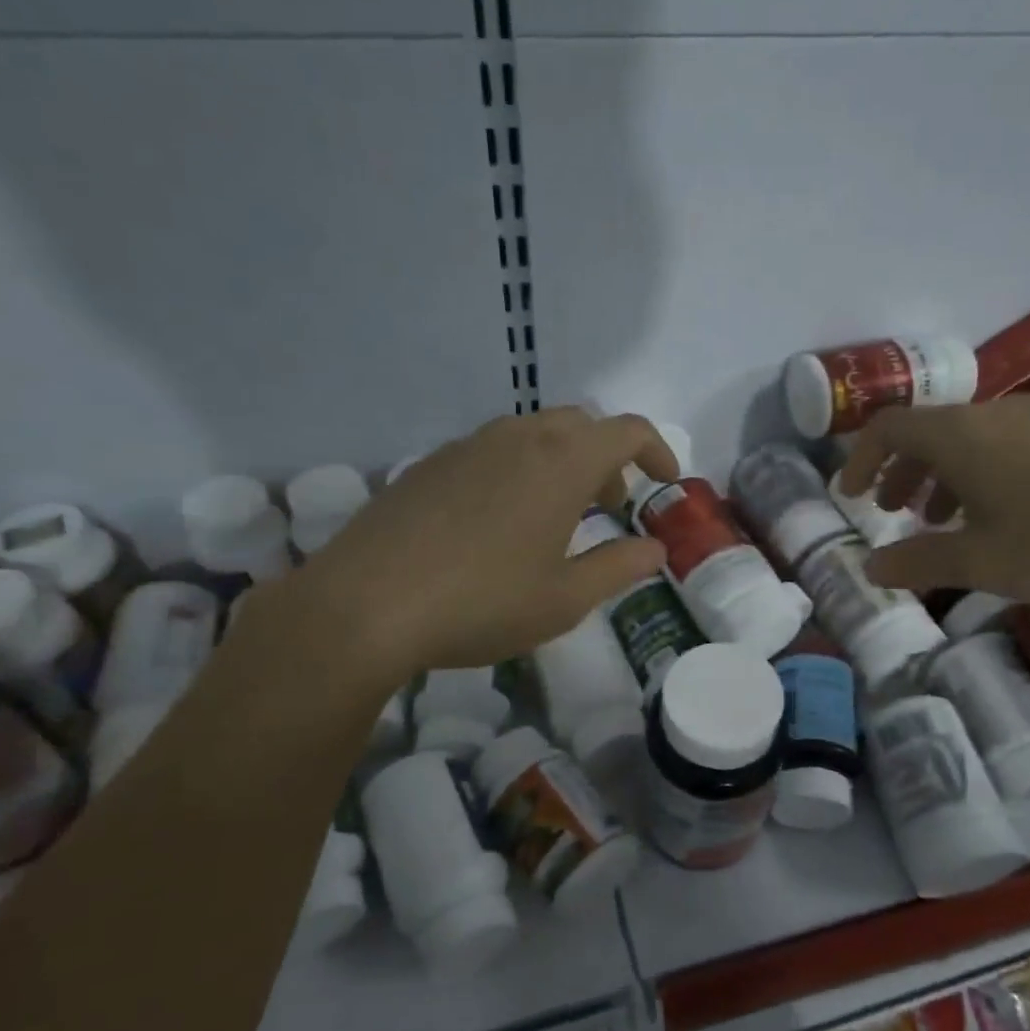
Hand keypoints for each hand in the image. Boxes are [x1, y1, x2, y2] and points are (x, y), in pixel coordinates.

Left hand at [284, 409, 675, 671]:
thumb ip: (618, 568)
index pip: (627, 430)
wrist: (364, 605)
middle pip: (581, 425)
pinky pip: (493, 450)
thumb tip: (654, 550)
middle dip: (609, 458)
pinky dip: (520, 470)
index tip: (666, 481)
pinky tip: (501, 522)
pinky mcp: (430, 463)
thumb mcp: (564, 599)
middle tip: (611, 505)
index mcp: (561, 463)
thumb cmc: (482, 603)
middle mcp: (517, 438)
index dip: (657, 450)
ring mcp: (468, 446)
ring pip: (534, 434)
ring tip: (558, 516)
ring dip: (563, 462)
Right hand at [837, 395, 1029, 606]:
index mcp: (961, 436)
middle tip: (892, 511)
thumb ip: (919, 562)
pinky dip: (978, 473)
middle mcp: (994, 414)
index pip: (888, 428)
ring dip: (940, 474)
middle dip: (901, 470)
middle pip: (927, 431)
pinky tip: (999, 515)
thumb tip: (871, 568)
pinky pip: (1003, 444)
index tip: (851, 495)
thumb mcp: (981, 562)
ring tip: (940, 520)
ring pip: (967, 438)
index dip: (860, 458)